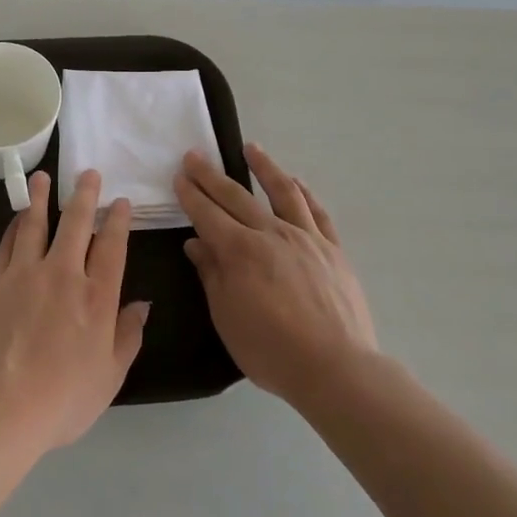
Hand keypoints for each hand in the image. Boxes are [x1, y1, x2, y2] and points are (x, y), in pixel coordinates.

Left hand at [0, 169, 149, 455]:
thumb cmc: (61, 400)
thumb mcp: (109, 377)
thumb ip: (128, 336)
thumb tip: (142, 304)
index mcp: (97, 297)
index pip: (112, 247)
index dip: (118, 221)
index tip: (120, 202)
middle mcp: (63, 274)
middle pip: (76, 223)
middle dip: (85, 195)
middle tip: (88, 173)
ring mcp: (24, 273)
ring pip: (36, 223)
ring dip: (42, 198)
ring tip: (44, 177)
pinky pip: (8, 243)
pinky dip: (16, 225)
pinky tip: (18, 216)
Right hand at [174, 143, 377, 409]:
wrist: (337, 368)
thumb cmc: (272, 350)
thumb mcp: (227, 318)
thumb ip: (212, 275)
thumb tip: (197, 243)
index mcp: (240, 251)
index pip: (208, 214)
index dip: (191, 194)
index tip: (179, 175)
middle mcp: (271, 233)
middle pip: (236, 196)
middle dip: (212, 175)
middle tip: (195, 155)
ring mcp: (306, 238)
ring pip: (282, 191)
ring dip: (263, 167)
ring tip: (251, 148)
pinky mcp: (333, 249)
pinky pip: (316, 212)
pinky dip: (304, 192)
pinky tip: (296, 181)